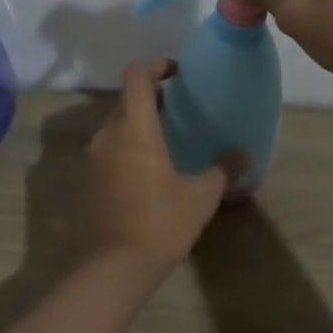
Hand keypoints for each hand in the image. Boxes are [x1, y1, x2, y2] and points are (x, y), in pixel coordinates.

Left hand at [87, 60, 240, 269]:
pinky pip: (109, 147)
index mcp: (134, 129)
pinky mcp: (89, 179)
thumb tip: (243, 155)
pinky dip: (128, 144)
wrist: (116, 267)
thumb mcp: (201, 196)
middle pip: (126, 100)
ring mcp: (94, 157)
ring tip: (167, 135)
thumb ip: (222, 169)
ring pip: (116, 124)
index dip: (155, 65)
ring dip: (138, 121)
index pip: (136, 76)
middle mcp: (108, 135)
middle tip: (179, 105)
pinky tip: (149, 166)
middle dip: (151, 96)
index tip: (176, 72)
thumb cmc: (161, 223)